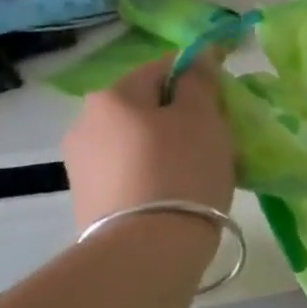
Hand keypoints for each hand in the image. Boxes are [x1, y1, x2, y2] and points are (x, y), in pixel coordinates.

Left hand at [62, 55, 235, 232]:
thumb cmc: (181, 172)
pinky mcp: (87, 200)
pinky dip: (152, 175)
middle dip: (181, 118)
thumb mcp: (203, 119)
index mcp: (113, 95)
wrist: (146, 252)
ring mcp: (81, 164)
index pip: (163, 67)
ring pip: (137, 141)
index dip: (199, 77)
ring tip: (198, 174)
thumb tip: (199, 55)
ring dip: (166, 148)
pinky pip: (129, 173)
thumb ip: (200, 81)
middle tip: (216, 142)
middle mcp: (86, 122)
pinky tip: (175, 196)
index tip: (225, 101)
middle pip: (147, 107)